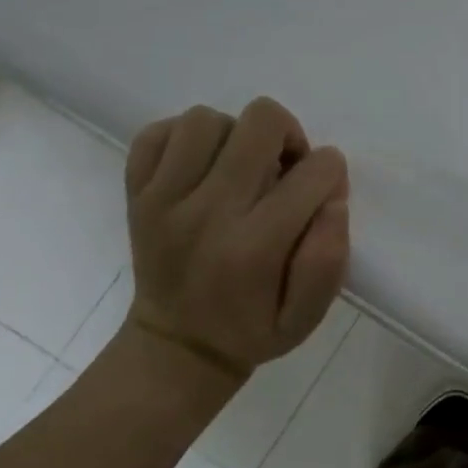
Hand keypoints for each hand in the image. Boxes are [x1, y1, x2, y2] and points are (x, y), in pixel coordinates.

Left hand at [122, 99, 349, 388]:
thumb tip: (332, 200)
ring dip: (234, 137)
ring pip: (208, 119)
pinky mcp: (135, 193)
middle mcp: (207, 213)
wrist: (175, 348)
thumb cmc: (254, 327)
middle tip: (282, 171)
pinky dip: (184, 139)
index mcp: (255, 246)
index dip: (331, 175)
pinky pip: (158, 132)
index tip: (319, 198)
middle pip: (262, 122)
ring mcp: (163, 199)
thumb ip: (329, 258)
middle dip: (288, 137)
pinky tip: (201, 167)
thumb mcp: (308, 315)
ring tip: (239, 169)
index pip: (317, 170)